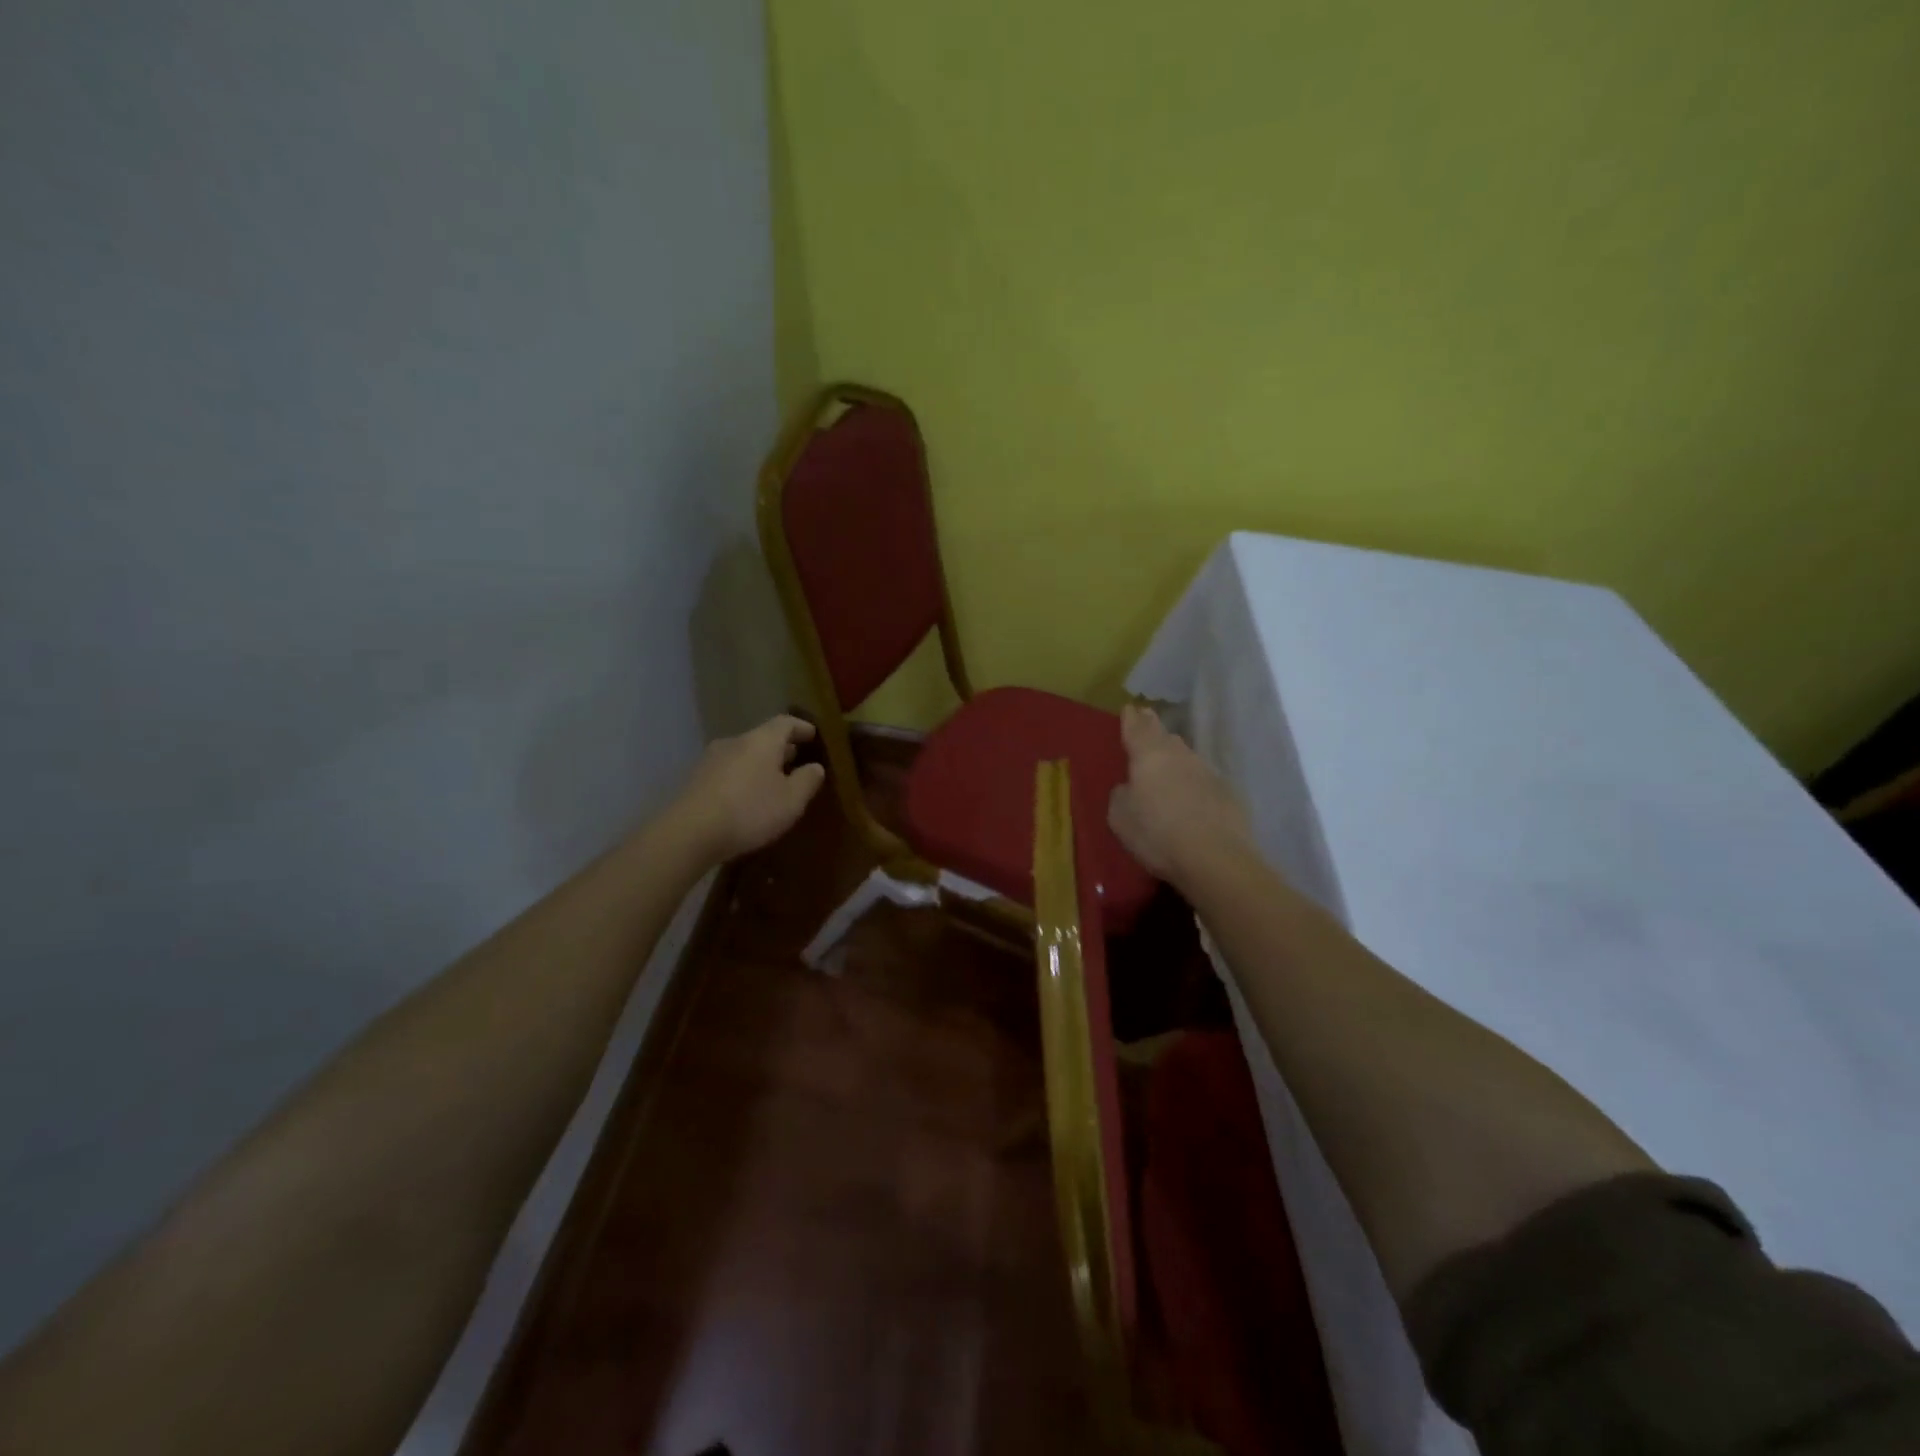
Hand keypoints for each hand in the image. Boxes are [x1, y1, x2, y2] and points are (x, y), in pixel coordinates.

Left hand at [670, 715, 826, 861]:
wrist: (689, 832)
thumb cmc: (749, 811)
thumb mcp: (791, 800)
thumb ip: (807, 780)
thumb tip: (815, 767)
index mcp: (761, 741)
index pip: (785, 722)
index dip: (801, 727)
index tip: (813, 735)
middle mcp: (735, 742)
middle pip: (762, 738)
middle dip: (781, 748)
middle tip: (796, 760)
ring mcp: (711, 760)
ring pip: (743, 754)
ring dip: (760, 764)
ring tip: (773, 781)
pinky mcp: (696, 779)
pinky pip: (728, 771)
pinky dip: (743, 777)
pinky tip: (747, 797)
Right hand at [1107, 704, 1255, 887]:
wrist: (1215, 858)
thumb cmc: (1157, 834)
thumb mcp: (1120, 817)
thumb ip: (1121, 795)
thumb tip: (1130, 787)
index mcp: (1148, 755)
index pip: (1137, 728)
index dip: (1131, 718)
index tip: (1130, 708)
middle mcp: (1179, 755)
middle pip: (1164, 736)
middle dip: (1153, 728)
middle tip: (1146, 721)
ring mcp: (1206, 771)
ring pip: (1185, 755)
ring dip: (1174, 755)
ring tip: (1165, 761)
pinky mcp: (1226, 792)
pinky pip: (1202, 779)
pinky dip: (1192, 781)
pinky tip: (1189, 795)